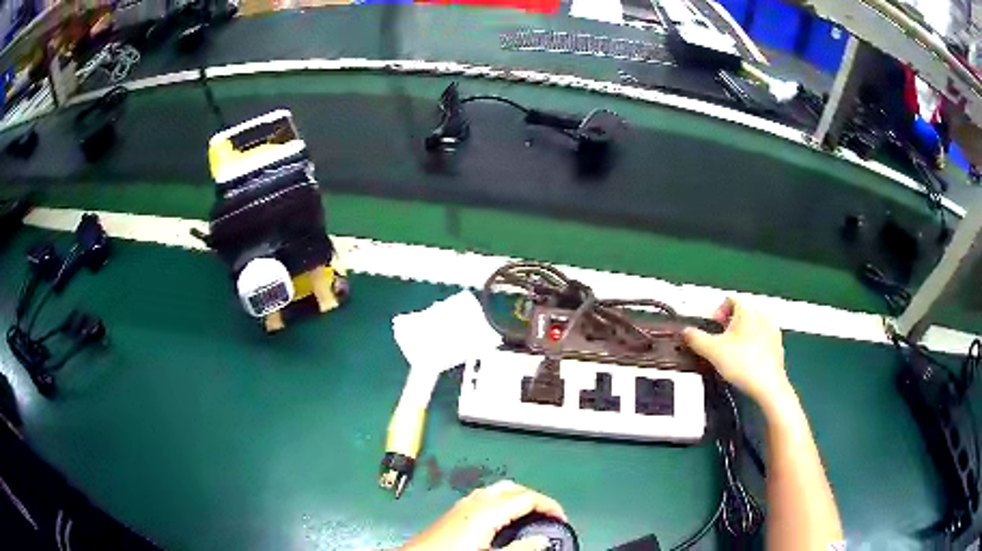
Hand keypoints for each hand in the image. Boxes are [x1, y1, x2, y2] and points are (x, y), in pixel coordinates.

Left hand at [403, 480, 566, 550]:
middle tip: (548, 516)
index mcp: (486, 510)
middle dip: (534, 498)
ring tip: (530, 518)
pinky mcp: (454, 512)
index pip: (527, 497)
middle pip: (513, 488)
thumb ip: (520, 547)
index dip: (549, 505)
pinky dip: (502, 503)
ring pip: (498, 491)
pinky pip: (485, 498)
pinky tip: (503, 521)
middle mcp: (474, 501)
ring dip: (517, 499)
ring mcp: (462, 505)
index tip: (561, 518)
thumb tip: (542, 540)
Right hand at [683, 298, 791, 410]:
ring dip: (740, 335)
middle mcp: (762, 315)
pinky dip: (752, 345)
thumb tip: (685, 332)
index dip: (717, 312)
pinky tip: (746, 362)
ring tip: (732, 353)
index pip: (730, 299)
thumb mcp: (712, 351)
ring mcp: (772, 330)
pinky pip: (761, 339)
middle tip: (719, 342)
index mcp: (747, 310)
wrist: (768, 386)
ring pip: (752, 326)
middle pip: (741, 312)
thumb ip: (696, 338)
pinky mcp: (777, 345)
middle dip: (728, 325)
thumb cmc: (743, 364)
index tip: (713, 327)